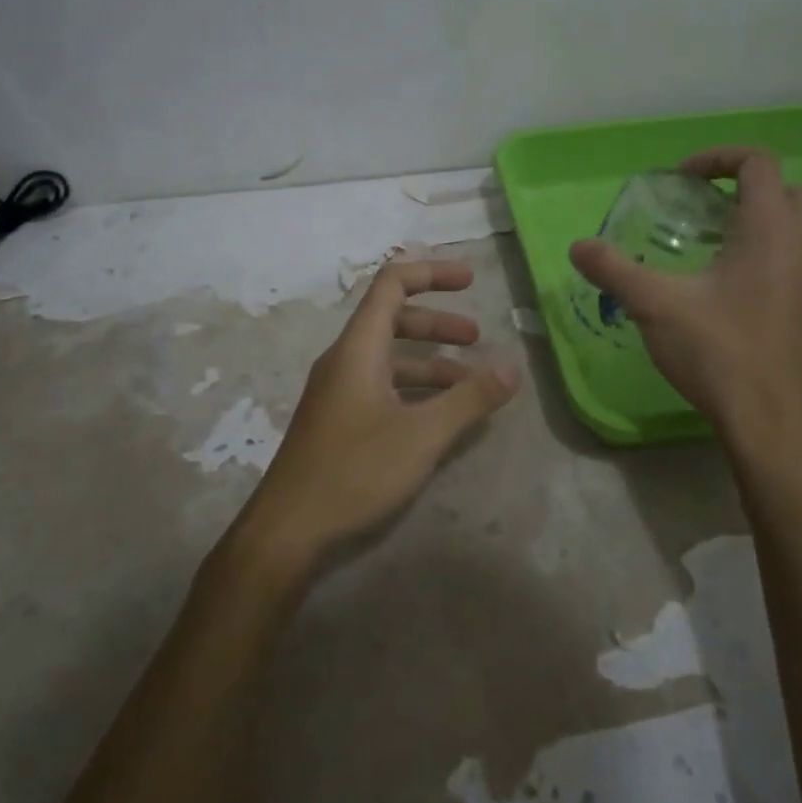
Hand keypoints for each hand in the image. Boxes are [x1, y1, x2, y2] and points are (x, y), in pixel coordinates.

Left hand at [245, 259, 519, 564]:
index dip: (432, 273)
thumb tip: (512, 367)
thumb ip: (470, 399)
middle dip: (438, 324)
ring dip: (430, 362)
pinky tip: (439, 417)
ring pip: (389, 358)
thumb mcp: (422, 435)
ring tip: (470, 384)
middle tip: (477, 338)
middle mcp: (344, 361)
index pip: (392, 284)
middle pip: (393, 320)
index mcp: (358, 349)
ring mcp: (338, 392)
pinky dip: (414, 390)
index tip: (470, 280)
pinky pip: (381, 387)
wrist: (289, 529)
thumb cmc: (355, 471)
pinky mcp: (338, 421)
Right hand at [570, 147, 801, 447]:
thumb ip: (614, 270)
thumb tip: (578, 247)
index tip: (681, 180)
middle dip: (750, 188)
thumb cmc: (718, 352)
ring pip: (799, 232)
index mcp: (771, 232)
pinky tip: (727, 297)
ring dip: (760, 226)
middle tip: (706, 210)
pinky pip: (796, 266)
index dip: (718, 158)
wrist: (770, 422)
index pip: (760, 163)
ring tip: (710, 252)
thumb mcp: (655, 306)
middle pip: (793, 191)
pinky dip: (767, 260)